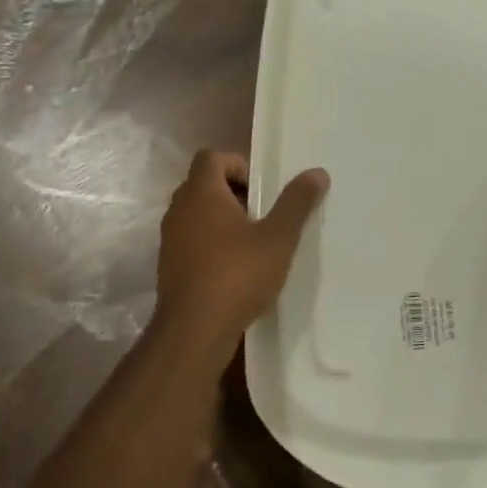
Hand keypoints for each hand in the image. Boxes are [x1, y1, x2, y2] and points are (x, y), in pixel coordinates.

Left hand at [154, 151, 329, 349]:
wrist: (194, 330)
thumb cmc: (237, 275)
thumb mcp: (278, 238)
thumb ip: (296, 203)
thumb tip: (317, 173)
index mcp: (201, 193)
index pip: (211, 157)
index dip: (237, 164)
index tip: (261, 189)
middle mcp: (179, 209)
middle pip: (203, 184)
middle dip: (233, 193)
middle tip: (262, 215)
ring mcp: (170, 238)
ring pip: (197, 214)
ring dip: (222, 220)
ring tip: (253, 243)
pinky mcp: (169, 265)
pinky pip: (191, 240)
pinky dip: (211, 244)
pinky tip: (235, 269)